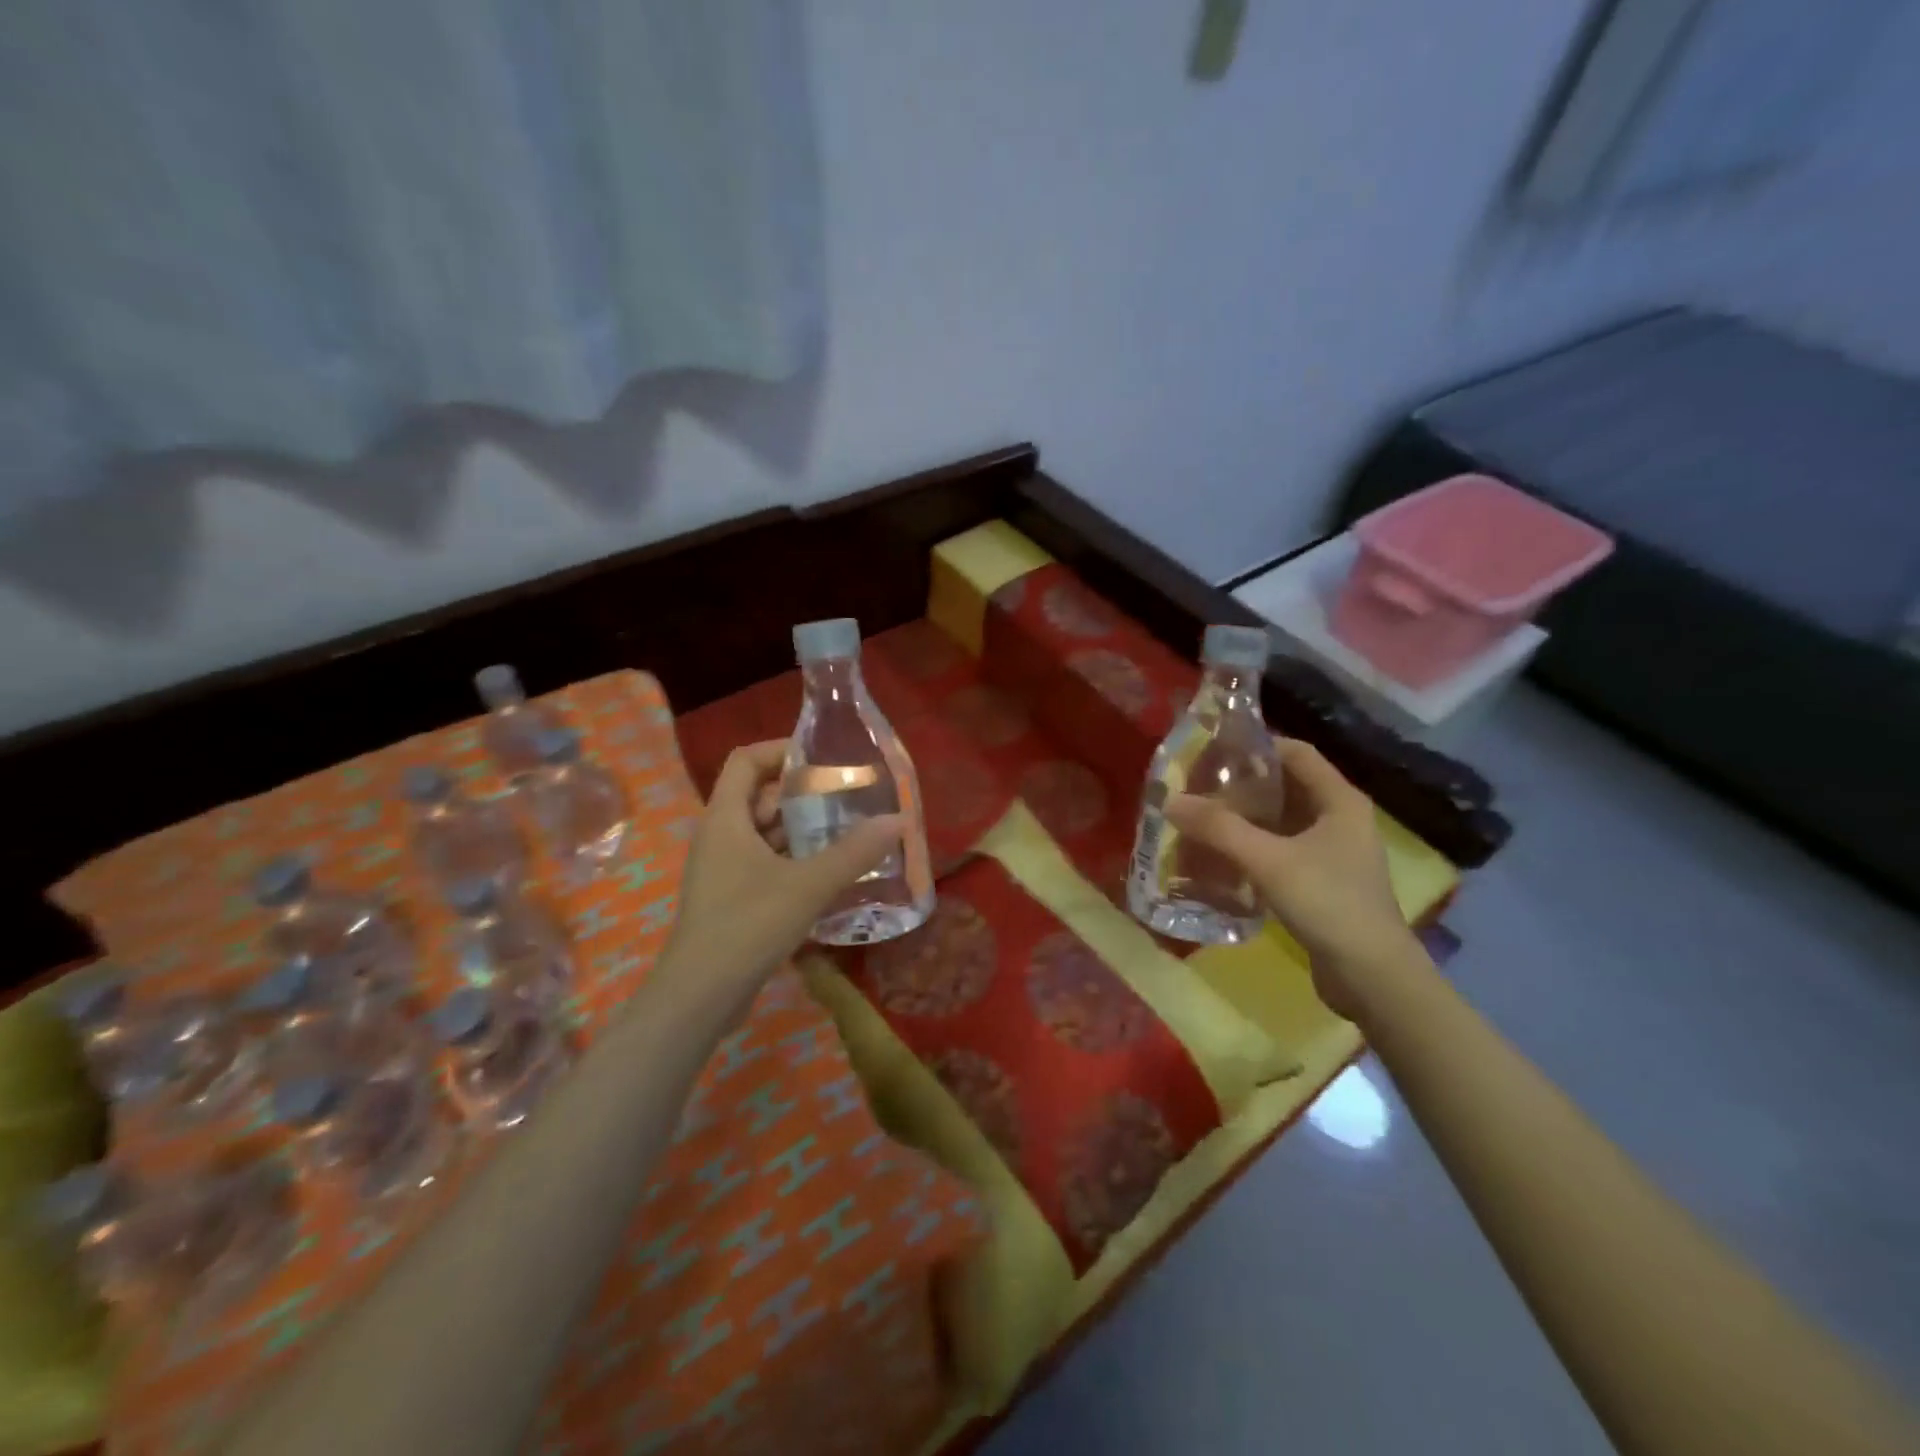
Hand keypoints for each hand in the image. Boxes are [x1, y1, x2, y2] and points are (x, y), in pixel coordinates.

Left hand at [658, 741, 902, 1002]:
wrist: (699, 996)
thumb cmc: (748, 925)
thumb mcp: (808, 885)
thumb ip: (854, 852)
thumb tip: (898, 819)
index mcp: (725, 818)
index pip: (746, 760)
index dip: (781, 750)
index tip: (823, 757)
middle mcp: (719, 836)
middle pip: (758, 795)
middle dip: (802, 792)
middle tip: (847, 795)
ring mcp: (723, 869)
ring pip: (763, 832)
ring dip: (801, 828)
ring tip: (847, 829)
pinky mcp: (731, 898)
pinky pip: (765, 862)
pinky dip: (794, 859)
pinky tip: (829, 872)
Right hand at [1164, 738, 1419, 1020]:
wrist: (1372, 977)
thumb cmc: (1328, 903)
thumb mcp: (1268, 860)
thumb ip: (1219, 828)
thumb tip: (1170, 800)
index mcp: (1339, 800)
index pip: (1295, 752)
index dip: (1255, 746)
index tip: (1211, 753)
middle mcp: (1340, 819)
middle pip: (1285, 787)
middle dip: (1240, 786)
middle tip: (1196, 789)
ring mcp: (1333, 853)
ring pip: (1281, 822)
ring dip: (1243, 820)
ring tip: (1200, 821)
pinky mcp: (1323, 882)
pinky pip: (1281, 851)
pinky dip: (1252, 848)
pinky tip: (1221, 858)